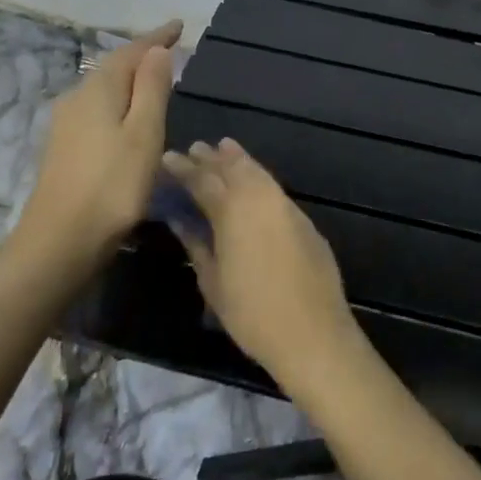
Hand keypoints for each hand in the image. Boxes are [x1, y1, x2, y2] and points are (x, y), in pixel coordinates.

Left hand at [13, 21, 180, 278]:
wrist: (60, 240)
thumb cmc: (112, 185)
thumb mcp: (144, 133)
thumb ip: (152, 88)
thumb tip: (157, 50)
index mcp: (98, 90)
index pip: (131, 52)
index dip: (156, 38)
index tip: (178, 25)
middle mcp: (77, 98)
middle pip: (113, 67)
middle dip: (141, 55)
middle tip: (170, 49)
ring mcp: (66, 124)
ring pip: (103, 88)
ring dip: (130, 79)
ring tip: (155, 78)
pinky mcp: (64, 147)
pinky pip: (97, 108)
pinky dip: (119, 100)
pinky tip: (128, 115)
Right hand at [160, 138, 361, 388]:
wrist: (312, 331)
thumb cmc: (252, 313)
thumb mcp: (213, 282)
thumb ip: (197, 244)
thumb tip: (180, 219)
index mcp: (232, 211)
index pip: (203, 181)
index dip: (184, 169)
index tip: (169, 158)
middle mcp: (260, 199)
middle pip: (232, 169)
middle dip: (212, 158)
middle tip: (194, 149)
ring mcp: (286, 206)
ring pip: (258, 172)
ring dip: (238, 159)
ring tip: (223, 148)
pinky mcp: (304, 219)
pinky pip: (274, 187)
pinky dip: (259, 175)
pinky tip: (252, 179)